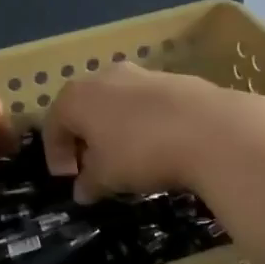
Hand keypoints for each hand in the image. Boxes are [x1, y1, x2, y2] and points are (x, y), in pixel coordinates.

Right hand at [40, 62, 222, 201]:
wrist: (210, 129)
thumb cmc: (141, 152)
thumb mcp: (107, 177)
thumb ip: (89, 183)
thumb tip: (81, 191)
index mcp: (77, 97)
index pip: (53, 124)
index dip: (56, 154)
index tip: (68, 178)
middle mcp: (103, 77)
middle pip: (84, 107)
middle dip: (84, 137)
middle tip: (93, 166)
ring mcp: (140, 73)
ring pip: (116, 101)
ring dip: (114, 127)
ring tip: (126, 156)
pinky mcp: (172, 78)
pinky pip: (145, 102)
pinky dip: (142, 121)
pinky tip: (158, 143)